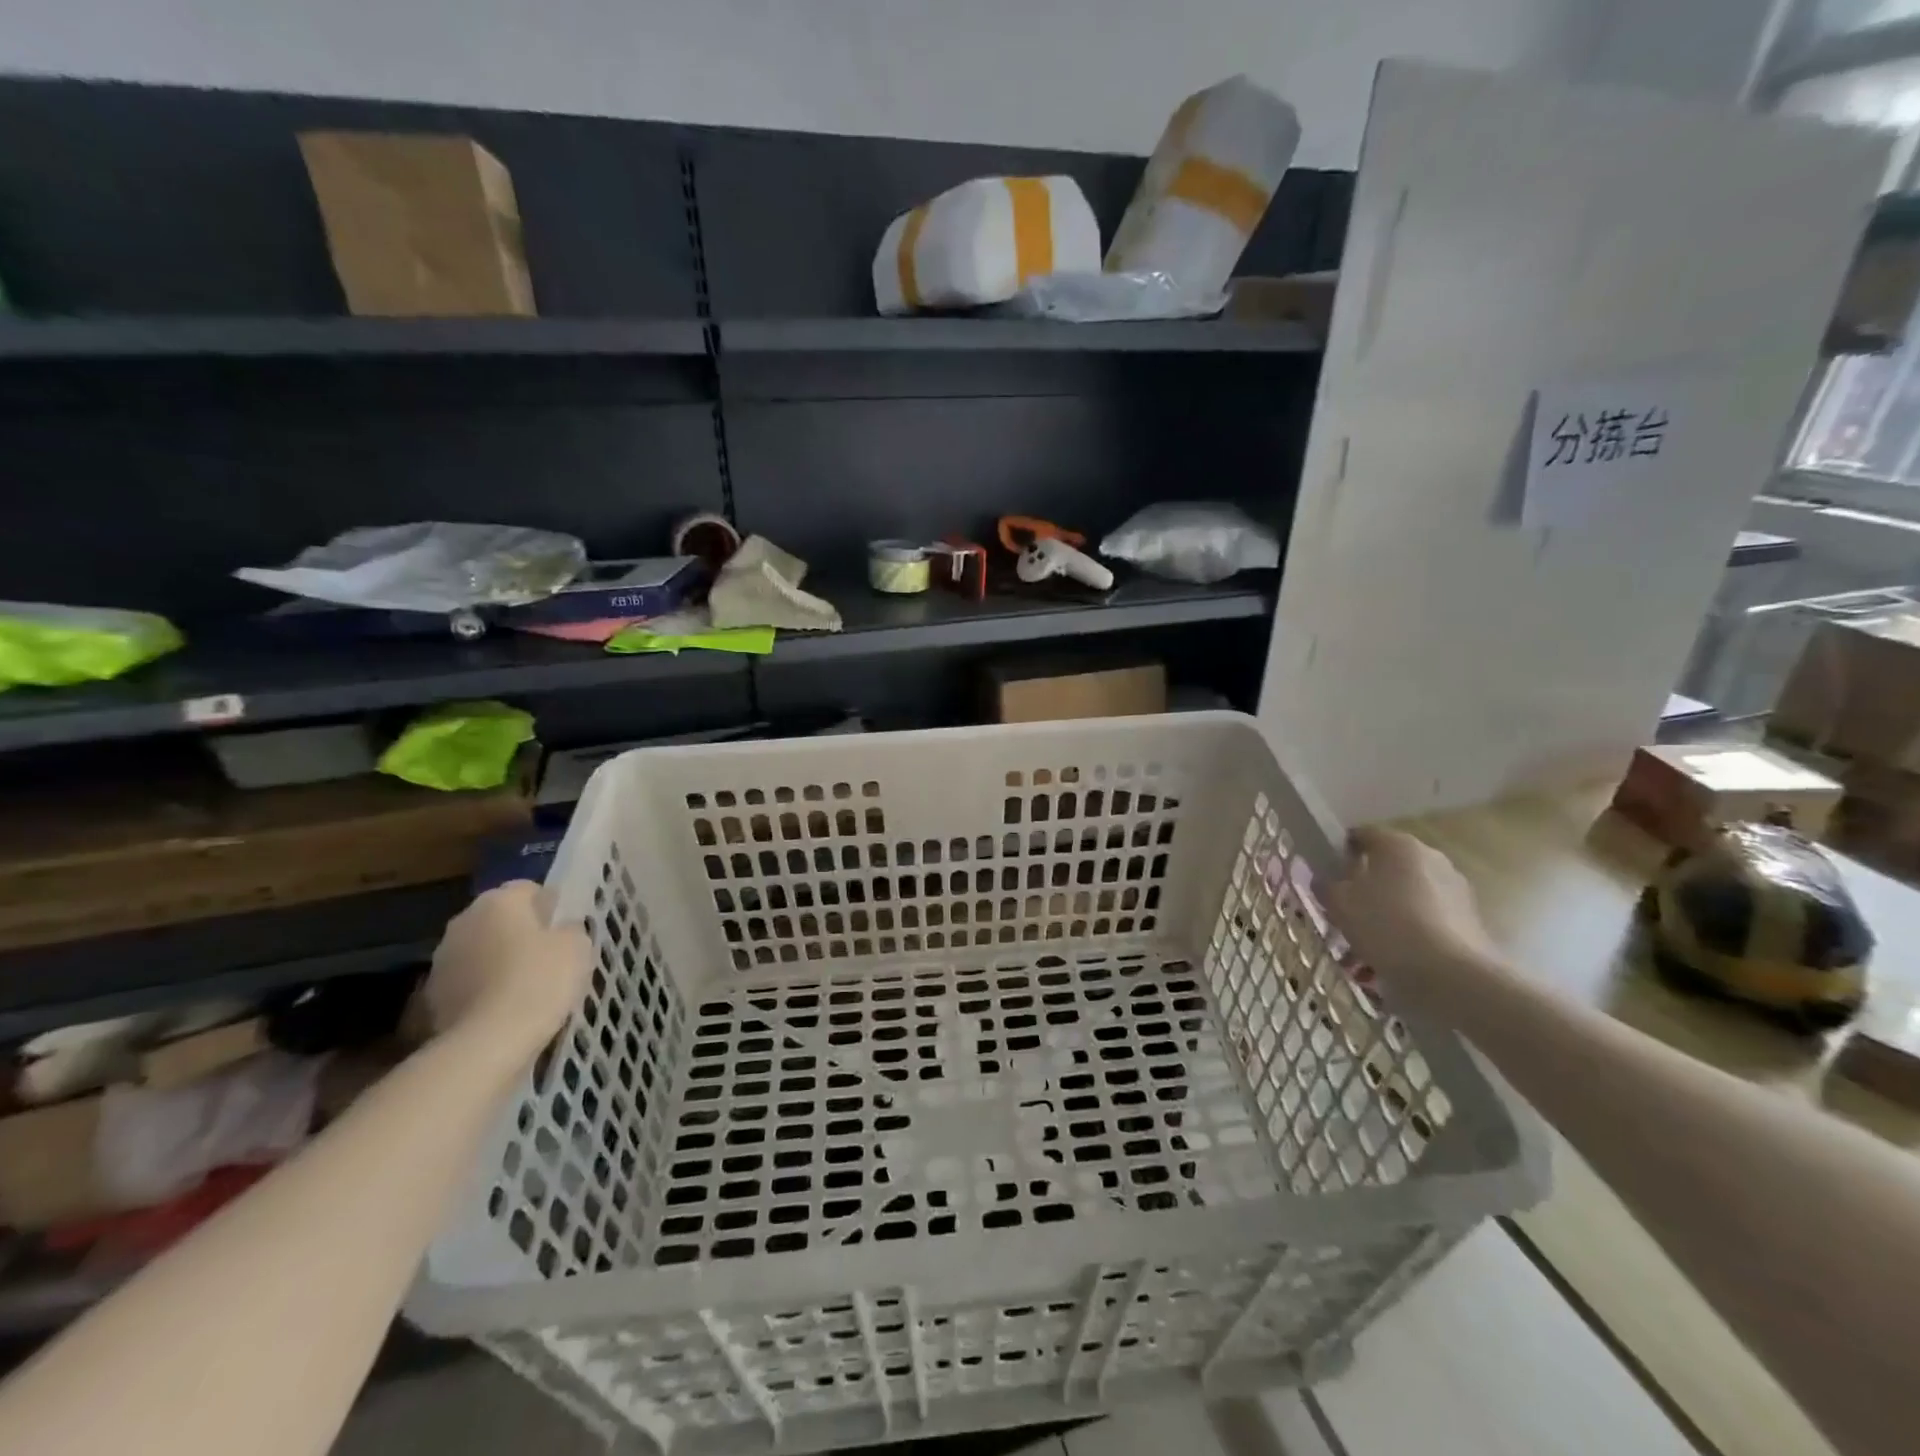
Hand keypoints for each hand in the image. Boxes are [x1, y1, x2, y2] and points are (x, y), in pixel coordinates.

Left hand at [420, 882, 590, 1060]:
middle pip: (500, 920)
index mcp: (498, 901)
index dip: (550, 907)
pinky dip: (483, 991)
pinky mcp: (432, 996)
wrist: (488, 1042)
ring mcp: (442, 960)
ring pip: (481, 951)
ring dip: (498, 962)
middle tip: (549, 957)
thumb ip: (570, 929)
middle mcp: (463, 921)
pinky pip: (468, 983)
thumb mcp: (578, 946)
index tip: (566, 930)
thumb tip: (561, 930)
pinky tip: (505, 1010)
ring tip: (526, 988)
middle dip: (521, 934)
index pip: (528, 890)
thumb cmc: (540, 980)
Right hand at [1322, 828, 1501, 988]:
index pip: (1361, 835)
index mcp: (1397, 844)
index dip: (1340, 852)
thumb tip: (1326, 880)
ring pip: (1408, 895)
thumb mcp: (1339, 903)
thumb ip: (1327, 885)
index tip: (1327, 876)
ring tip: (1367, 946)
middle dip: (1366, 886)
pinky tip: (1393, 959)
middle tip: (1345, 912)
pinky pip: (1427, 918)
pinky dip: (1409, 932)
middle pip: (1387, 866)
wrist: (1451, 974)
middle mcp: (1431, 857)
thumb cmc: (1385, 925)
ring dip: (1388, 912)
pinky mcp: (1470, 919)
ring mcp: (1455, 888)